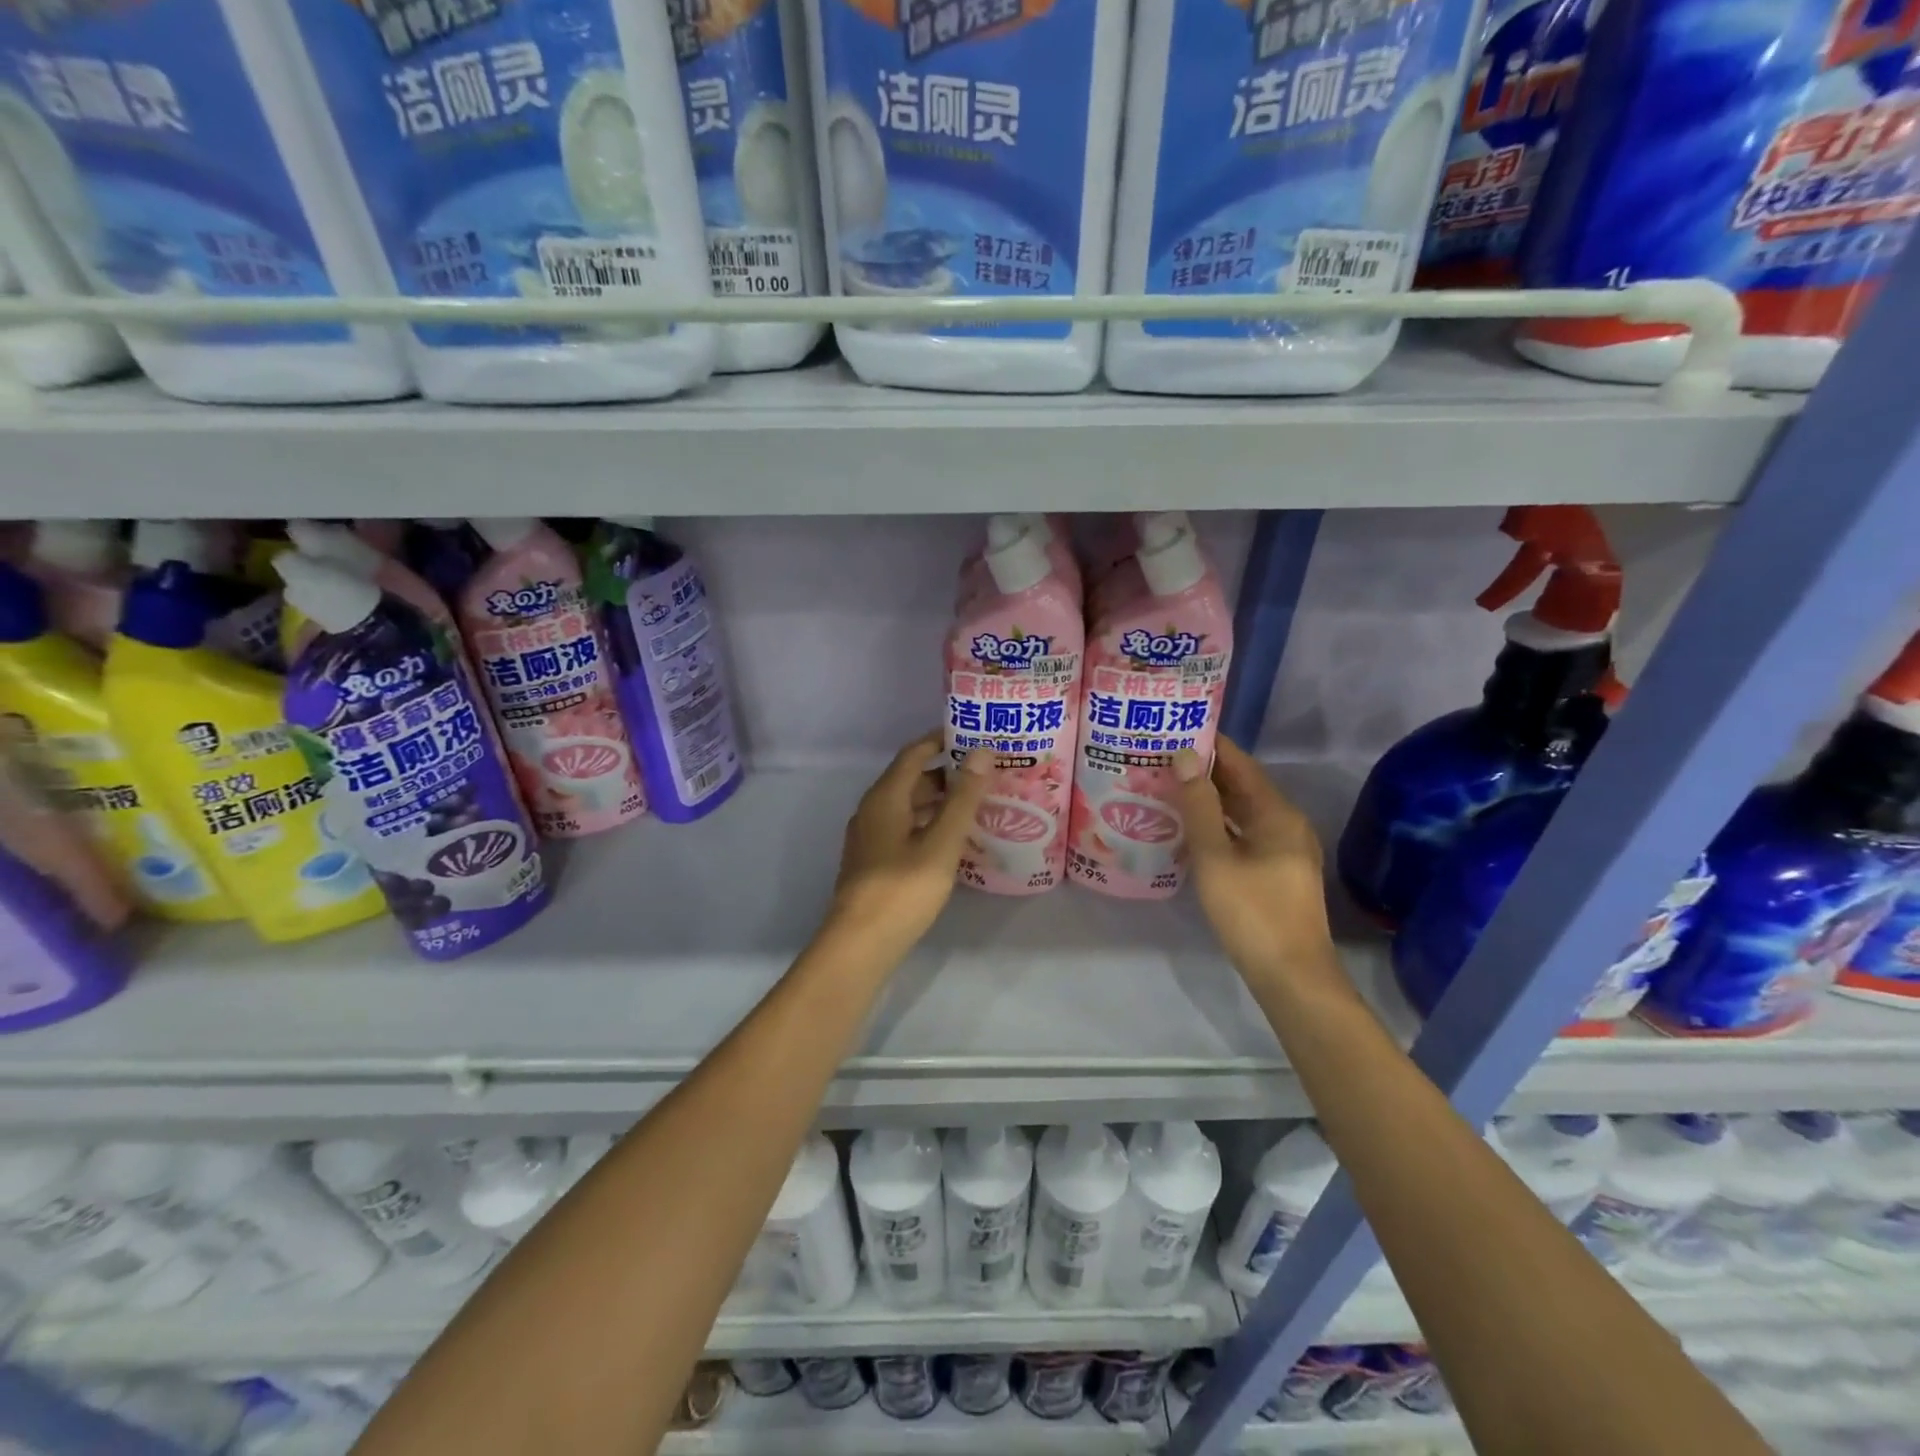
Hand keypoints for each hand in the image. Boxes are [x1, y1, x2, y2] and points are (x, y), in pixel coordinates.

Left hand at [827, 731, 992, 960]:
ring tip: (978, 804)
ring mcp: (871, 837)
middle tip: (986, 773)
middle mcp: (873, 810)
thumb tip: (982, 753)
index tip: (974, 734)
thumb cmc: (903, 889)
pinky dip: (930, 825)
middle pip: (912, 779)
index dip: (941, 740)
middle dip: (948, 773)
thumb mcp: (941, 842)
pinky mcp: (874, 861)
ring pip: (909, 807)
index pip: (914, 753)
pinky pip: (906, 829)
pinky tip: (955, 840)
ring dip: (941, 802)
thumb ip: (963, 798)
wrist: (860, 944)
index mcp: (885, 797)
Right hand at [1174, 737, 1343, 989]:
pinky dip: (1219, 825)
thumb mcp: (1215, 856)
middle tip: (1161, 758)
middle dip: (1205, 771)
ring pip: (1243, 812)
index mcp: (1277, 813)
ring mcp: (1285, 849)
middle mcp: (1286, 824)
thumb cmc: (1251, 911)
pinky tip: (1190, 829)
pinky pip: (1245, 834)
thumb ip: (1199, 805)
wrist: (1291, 975)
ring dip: (1210, 799)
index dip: (1210, 744)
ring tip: (1168, 787)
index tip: (1174, 730)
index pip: (1241, 764)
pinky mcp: (1278, 871)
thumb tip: (1183, 755)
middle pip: (1243, 786)